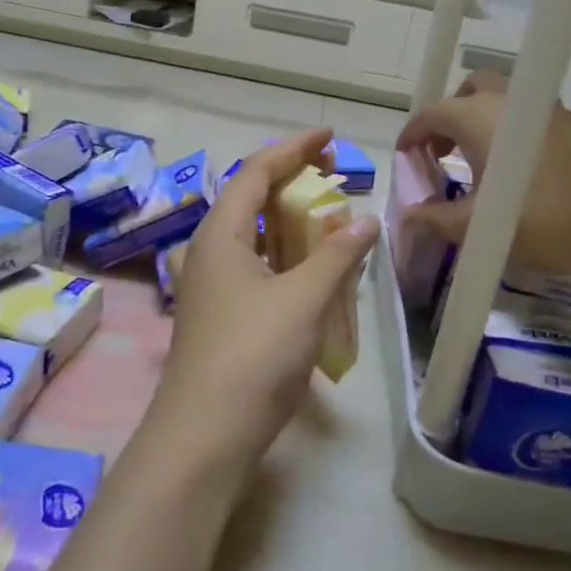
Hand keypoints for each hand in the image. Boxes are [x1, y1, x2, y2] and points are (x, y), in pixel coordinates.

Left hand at [137, 129, 377, 486]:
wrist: (206, 434)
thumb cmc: (253, 354)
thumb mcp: (303, 299)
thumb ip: (336, 256)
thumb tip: (365, 220)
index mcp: (220, 235)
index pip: (256, 172)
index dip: (292, 148)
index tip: (329, 136)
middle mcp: (209, 253)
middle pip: (251, 200)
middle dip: (292, 182)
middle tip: (332, 175)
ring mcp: (212, 288)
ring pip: (253, 238)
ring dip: (290, 223)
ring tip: (329, 220)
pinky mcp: (221, 317)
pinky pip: (256, 270)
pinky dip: (285, 260)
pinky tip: (312, 273)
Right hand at [396, 74, 570, 327]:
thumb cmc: (543, 219)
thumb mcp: (480, 227)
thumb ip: (437, 220)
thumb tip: (408, 217)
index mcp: (479, 117)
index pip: (432, 112)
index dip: (413, 134)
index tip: (405, 158)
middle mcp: (510, 101)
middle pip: (469, 91)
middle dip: (449, 116)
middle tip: (440, 153)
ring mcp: (547, 111)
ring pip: (502, 102)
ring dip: (480, 124)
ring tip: (474, 165)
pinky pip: (527, 118)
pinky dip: (509, 134)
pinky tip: (513, 173)